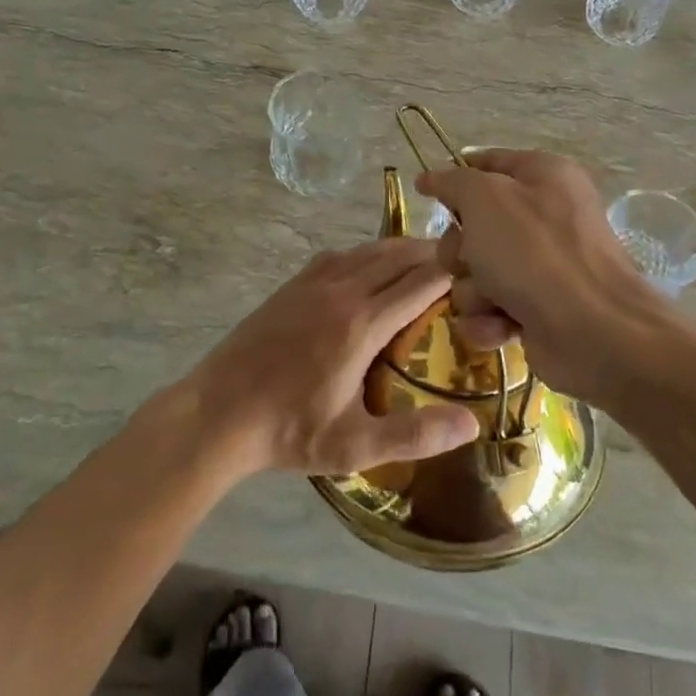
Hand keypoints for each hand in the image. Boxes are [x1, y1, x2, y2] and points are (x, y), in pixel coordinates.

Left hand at [185, 240, 479, 476]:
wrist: (217, 412)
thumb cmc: (289, 431)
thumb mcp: (355, 445)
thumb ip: (415, 435)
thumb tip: (472, 424)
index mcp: (362, 324)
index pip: (420, 281)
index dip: (452, 271)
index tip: (477, 272)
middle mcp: (342, 291)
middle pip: (397, 255)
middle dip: (432, 253)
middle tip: (460, 261)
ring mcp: (313, 283)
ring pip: (368, 250)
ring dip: (400, 250)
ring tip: (424, 260)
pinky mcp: (292, 285)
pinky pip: (340, 255)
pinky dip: (366, 253)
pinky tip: (370, 267)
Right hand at [417, 150, 662, 406]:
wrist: (594, 332)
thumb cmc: (535, 252)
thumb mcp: (484, 199)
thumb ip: (452, 183)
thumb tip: (430, 178)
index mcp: (542, 175)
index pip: (486, 163)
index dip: (455, 179)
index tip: (428, 196)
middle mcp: (544, 216)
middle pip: (472, 225)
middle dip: (460, 250)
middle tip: (470, 260)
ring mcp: (542, 266)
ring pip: (475, 272)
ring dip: (474, 290)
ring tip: (493, 301)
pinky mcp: (537, 310)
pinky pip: (489, 308)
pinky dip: (489, 320)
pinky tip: (503, 327)